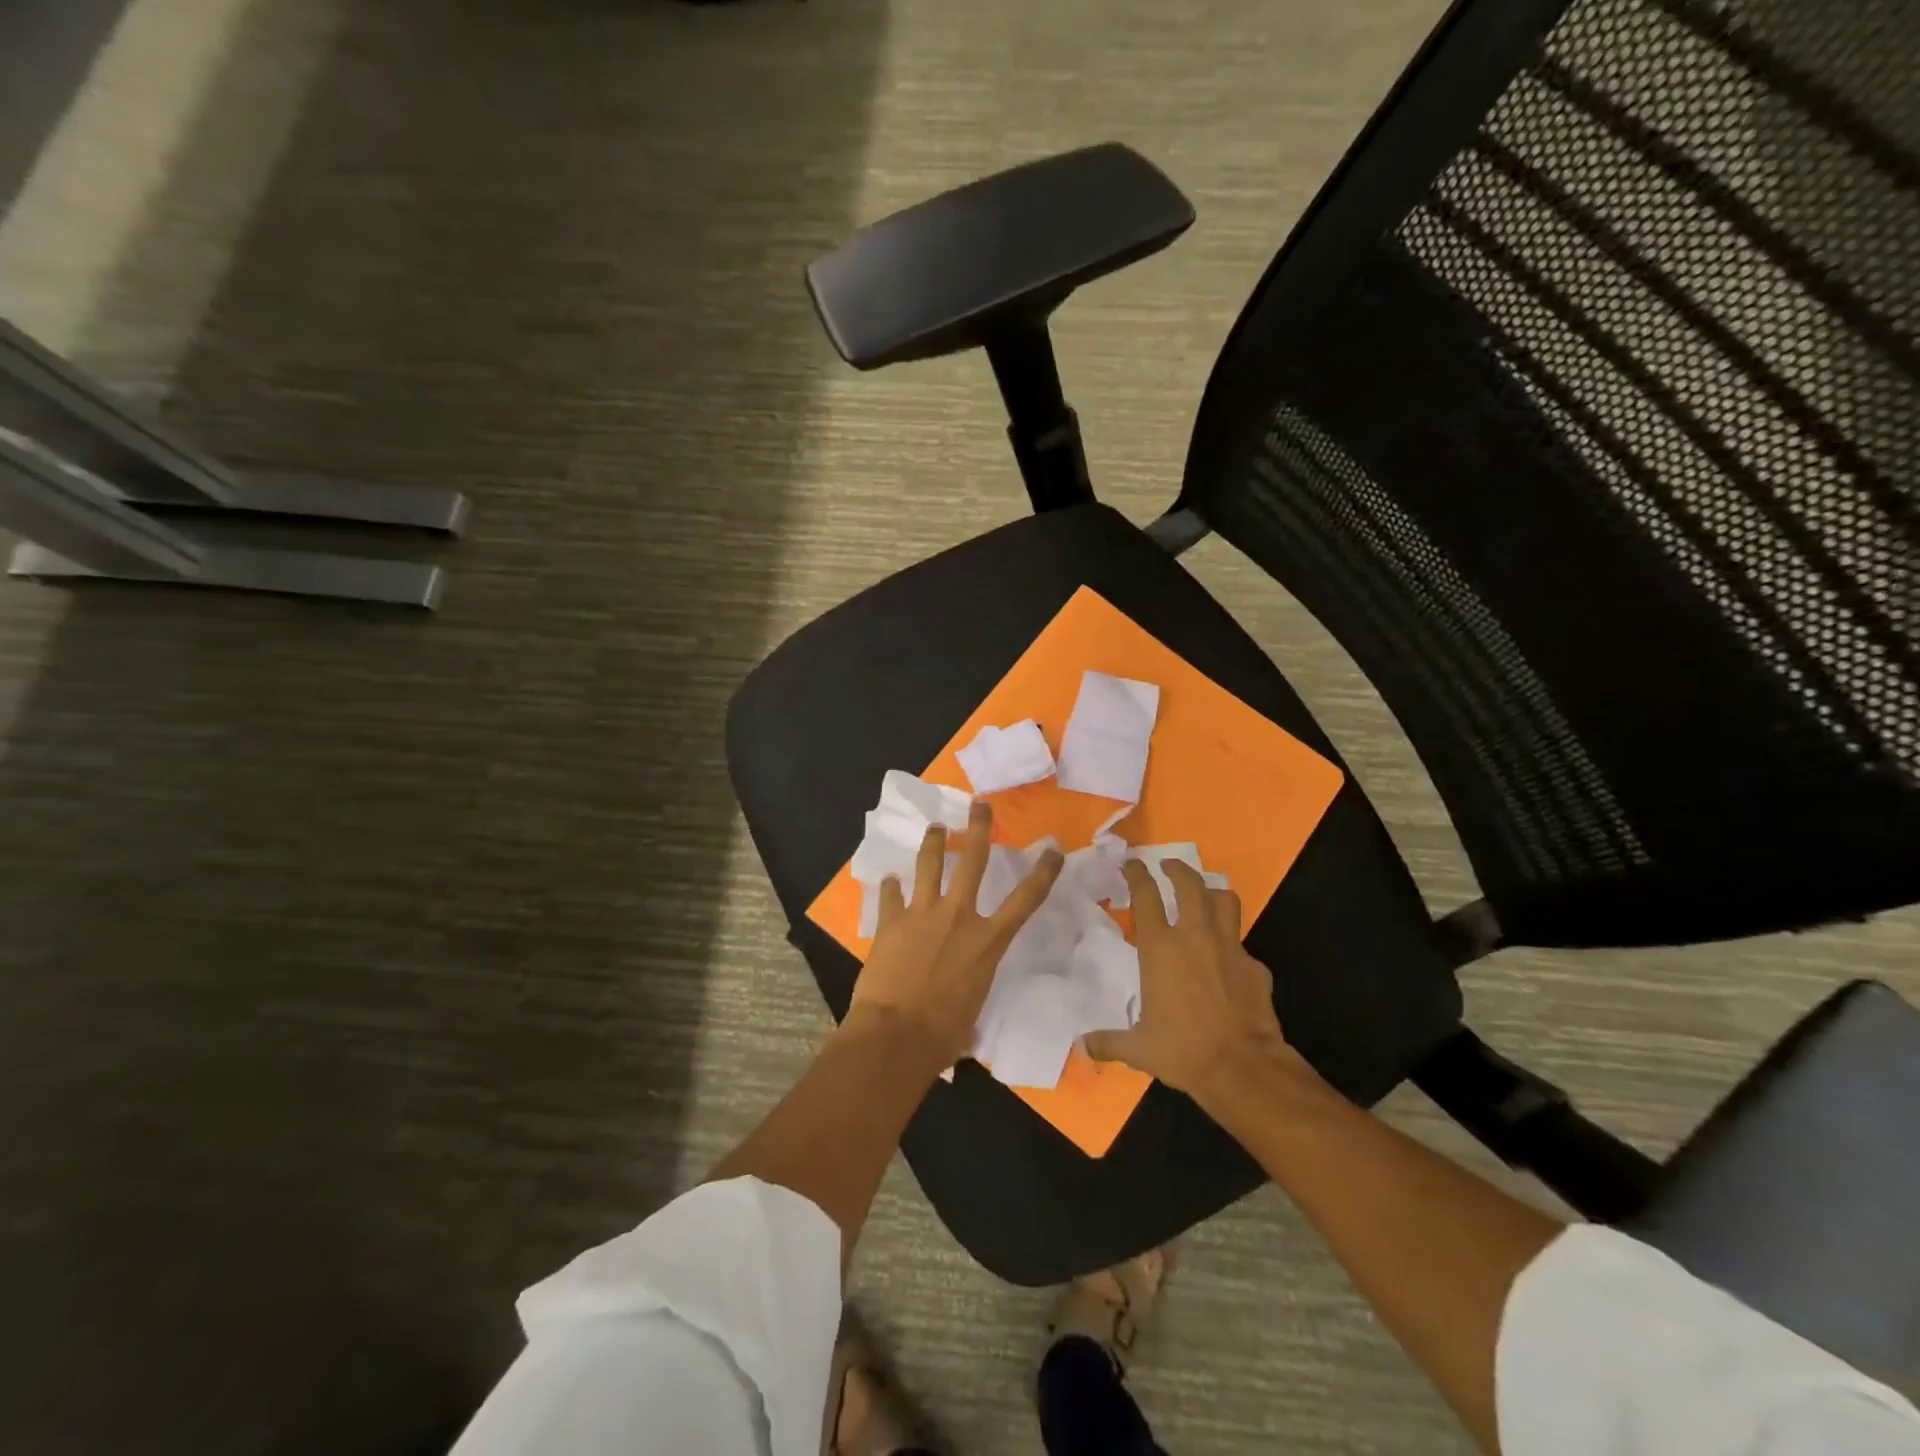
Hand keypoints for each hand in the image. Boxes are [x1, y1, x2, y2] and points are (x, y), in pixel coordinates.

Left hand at [845, 800, 1062, 1069]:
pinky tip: (889, 880)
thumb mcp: (974, 1005)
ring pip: (929, 865)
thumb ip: (973, 982)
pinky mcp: (891, 921)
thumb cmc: (944, 1033)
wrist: (896, 1035)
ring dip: (935, 843)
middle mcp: (958, 916)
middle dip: (979, 829)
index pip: (1026, 900)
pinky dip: (890, 887)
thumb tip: (963, 989)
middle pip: (973, 861)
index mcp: (987, 941)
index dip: (1043, 872)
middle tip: (980, 805)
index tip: (1053, 849)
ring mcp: (922, 914)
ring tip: (936, 827)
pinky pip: (891, 895)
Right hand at [1085, 858, 1301, 1109]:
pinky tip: (1227, 960)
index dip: (1137, 874)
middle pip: (1190, 884)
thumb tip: (1082, 1047)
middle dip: (1177, 869)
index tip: (1131, 863)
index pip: (1146, 896)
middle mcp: (1195, 937)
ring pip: (1225, 900)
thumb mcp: (1139, 1048)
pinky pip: (1242, 943)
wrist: (1243, 1067)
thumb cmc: (1183, 1050)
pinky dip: (1232, 943)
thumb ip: (1109, 1041)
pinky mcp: (1255, 966)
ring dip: (1212, 891)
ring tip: (1203, 894)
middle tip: (1168, 865)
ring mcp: (1229, 947)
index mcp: (1160, 948)